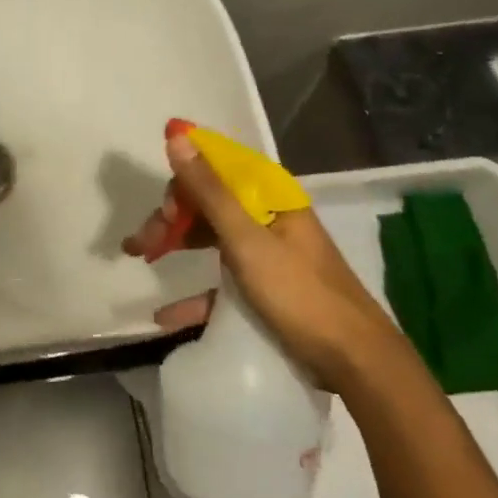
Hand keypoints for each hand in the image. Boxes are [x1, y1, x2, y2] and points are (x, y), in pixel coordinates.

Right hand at [123, 134, 390, 384]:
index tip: (161, 208)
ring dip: (175, 245)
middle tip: (142, 243)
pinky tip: (165, 314)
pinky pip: (220, 282)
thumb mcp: (247, 241)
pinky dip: (193, 294)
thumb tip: (177, 136)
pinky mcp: (265, 289)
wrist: (355, 362)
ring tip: (142, 258)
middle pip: (209, 203)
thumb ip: (209, 191)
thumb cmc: (299, 294)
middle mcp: (267, 217)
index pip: (217, 168)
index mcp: (270, 197)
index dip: (183, 180)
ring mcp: (266, 254)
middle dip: (171, 217)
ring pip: (210, 237)